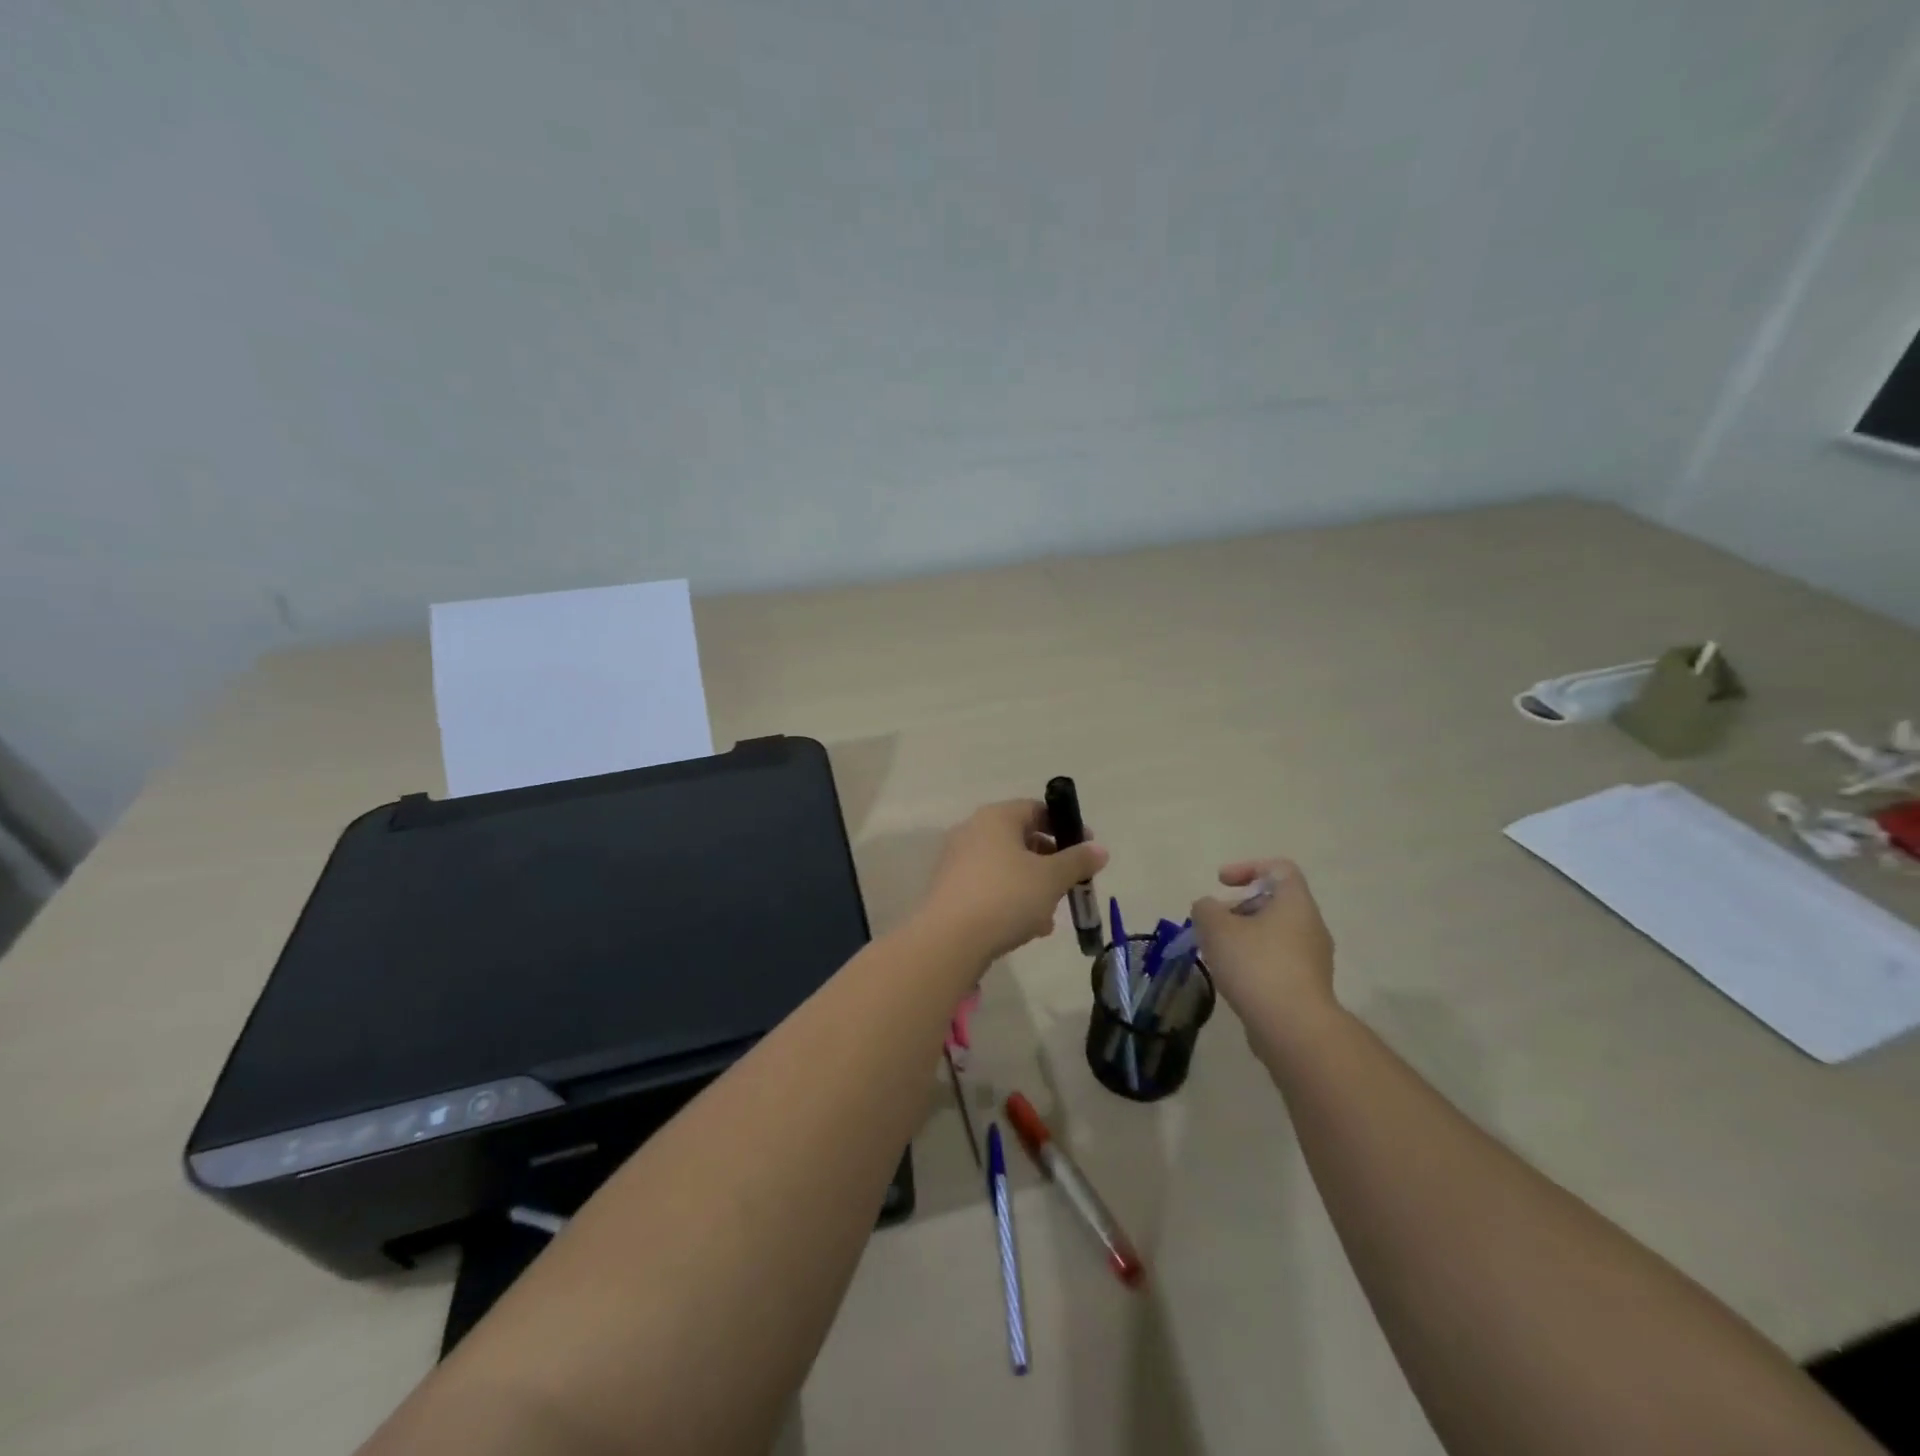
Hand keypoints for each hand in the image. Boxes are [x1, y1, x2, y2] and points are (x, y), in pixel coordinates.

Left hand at [917, 800, 1108, 963]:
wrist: (949, 940)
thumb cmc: (1006, 897)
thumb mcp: (1052, 878)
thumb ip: (1078, 861)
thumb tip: (1099, 849)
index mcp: (996, 817)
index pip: (1036, 809)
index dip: (1065, 827)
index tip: (1086, 851)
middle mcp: (972, 831)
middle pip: (1021, 840)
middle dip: (1050, 864)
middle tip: (1069, 886)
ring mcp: (957, 861)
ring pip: (1006, 868)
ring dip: (1033, 887)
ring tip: (1049, 917)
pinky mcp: (950, 890)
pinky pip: (989, 887)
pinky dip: (1010, 901)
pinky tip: (1027, 929)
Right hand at [1192, 859, 1336, 1029]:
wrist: (1294, 1029)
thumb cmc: (1256, 965)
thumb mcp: (1216, 928)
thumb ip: (1206, 909)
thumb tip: (1209, 908)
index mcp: (1295, 903)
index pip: (1279, 868)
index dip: (1247, 868)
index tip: (1221, 883)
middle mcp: (1311, 926)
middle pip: (1274, 902)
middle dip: (1238, 907)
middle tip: (1212, 923)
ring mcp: (1313, 959)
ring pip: (1274, 934)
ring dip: (1243, 936)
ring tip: (1216, 952)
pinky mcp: (1307, 987)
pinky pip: (1277, 961)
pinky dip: (1253, 961)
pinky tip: (1233, 978)